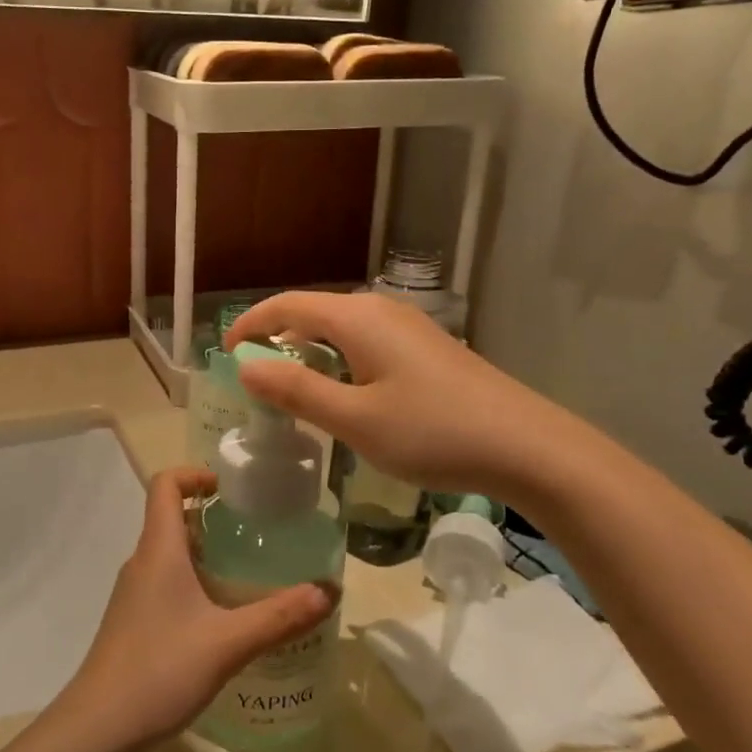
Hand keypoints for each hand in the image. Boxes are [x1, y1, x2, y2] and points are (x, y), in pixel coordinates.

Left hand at [60, 469, 334, 751]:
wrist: (99, 728)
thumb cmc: (160, 669)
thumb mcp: (228, 643)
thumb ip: (280, 616)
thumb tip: (328, 590)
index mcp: (158, 550)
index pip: (165, 485)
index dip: (194, 474)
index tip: (229, 489)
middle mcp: (141, 563)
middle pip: (171, 519)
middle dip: (212, 518)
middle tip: (255, 534)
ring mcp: (133, 595)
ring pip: (169, 555)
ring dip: (204, 554)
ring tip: (247, 574)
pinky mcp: (133, 623)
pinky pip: (165, 584)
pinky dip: (193, 584)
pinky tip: (221, 618)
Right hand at [226, 290, 562, 499]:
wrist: (526, 446)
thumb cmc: (432, 432)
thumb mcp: (354, 419)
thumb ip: (296, 390)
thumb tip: (246, 366)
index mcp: (357, 318)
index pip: (286, 305)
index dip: (250, 325)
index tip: (224, 353)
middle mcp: (380, 310)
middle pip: (313, 313)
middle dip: (277, 340)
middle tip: (255, 380)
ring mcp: (408, 328)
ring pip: (340, 330)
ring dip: (309, 353)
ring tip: (291, 391)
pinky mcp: (426, 348)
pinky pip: (365, 344)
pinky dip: (338, 361)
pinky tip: (344, 395)